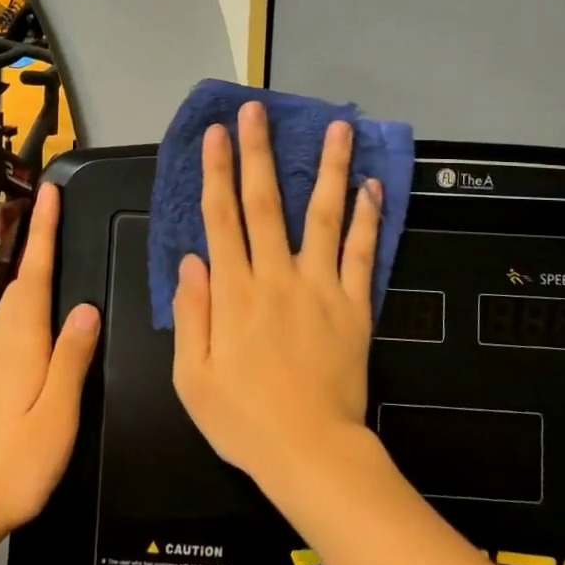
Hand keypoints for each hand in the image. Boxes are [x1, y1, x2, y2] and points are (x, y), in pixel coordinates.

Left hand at [0, 183, 98, 545]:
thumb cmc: (14, 465)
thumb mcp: (58, 416)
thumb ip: (72, 359)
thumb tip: (87, 308)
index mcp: (21, 344)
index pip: (35, 275)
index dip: (43, 232)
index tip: (48, 192)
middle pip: (21, 284)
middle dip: (37, 245)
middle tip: (56, 214)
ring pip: (12, 305)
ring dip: (32, 274)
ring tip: (53, 256)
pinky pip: (9, 327)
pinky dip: (26, 306)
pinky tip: (41, 321)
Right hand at [172, 102, 383, 495]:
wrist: (311, 453)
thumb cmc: (244, 420)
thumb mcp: (192, 377)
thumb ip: (191, 313)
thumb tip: (191, 259)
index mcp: (234, 293)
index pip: (222, 218)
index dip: (217, 172)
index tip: (216, 135)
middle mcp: (277, 278)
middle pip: (267, 203)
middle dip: (259, 153)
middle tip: (258, 111)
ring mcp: (321, 288)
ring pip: (325, 216)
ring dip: (329, 169)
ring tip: (337, 128)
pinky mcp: (355, 305)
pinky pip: (363, 255)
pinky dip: (369, 219)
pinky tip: (373, 187)